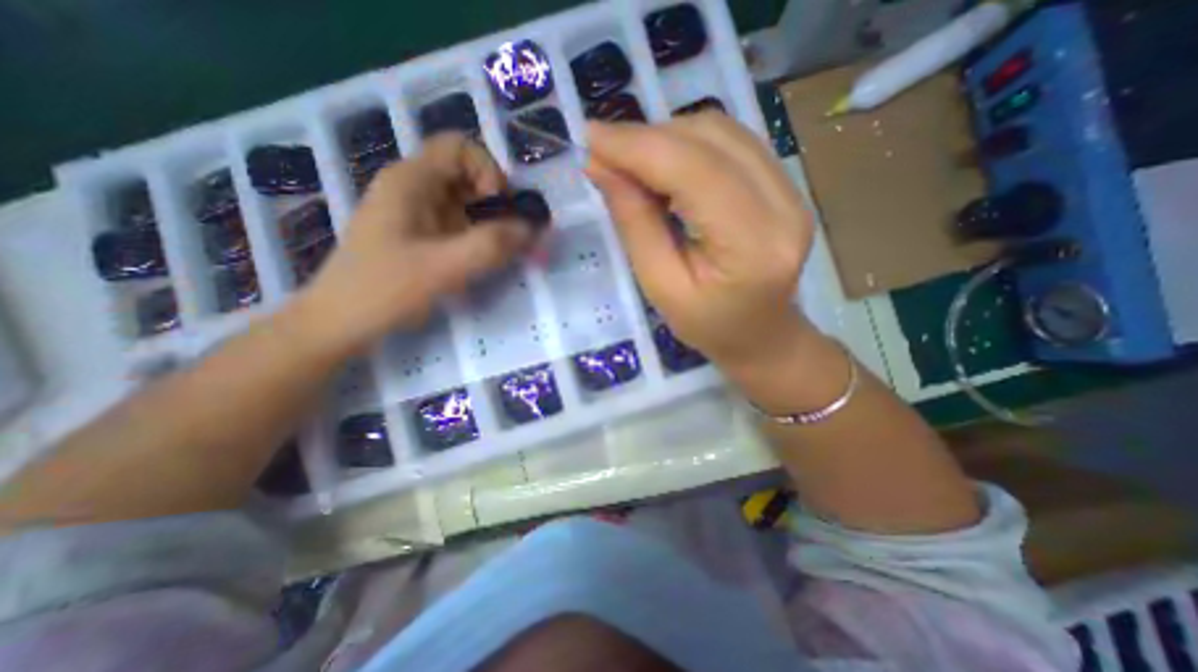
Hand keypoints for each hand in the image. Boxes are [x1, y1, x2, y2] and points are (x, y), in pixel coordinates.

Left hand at [288, 134, 531, 359]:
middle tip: (509, 236)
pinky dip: (477, 237)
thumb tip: (532, 229)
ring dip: (490, 223)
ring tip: (500, 252)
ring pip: (465, 202)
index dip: (488, 171)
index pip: (460, 147)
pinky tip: (481, 261)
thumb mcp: (442, 267)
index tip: (498, 209)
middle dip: (496, 202)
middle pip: (467, 175)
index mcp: (410, 180)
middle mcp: (412, 188)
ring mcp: (415, 212)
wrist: (340, 323)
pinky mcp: (419, 235)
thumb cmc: (383, 290)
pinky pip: (457, 223)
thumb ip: (491, 246)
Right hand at [585, 115, 819, 376]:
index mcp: (751, 245)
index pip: (693, 171)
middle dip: (648, 138)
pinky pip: (732, 143)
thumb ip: (634, 224)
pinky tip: (664, 167)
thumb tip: (601, 166)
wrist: (761, 336)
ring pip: (721, 133)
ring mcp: (791, 190)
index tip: (590, 138)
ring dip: (667, 138)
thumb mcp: (660, 287)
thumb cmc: (707, 325)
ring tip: (632, 165)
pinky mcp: (785, 185)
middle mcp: (783, 206)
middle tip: (605, 156)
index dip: (638, 146)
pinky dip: (688, 145)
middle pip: (710, 140)